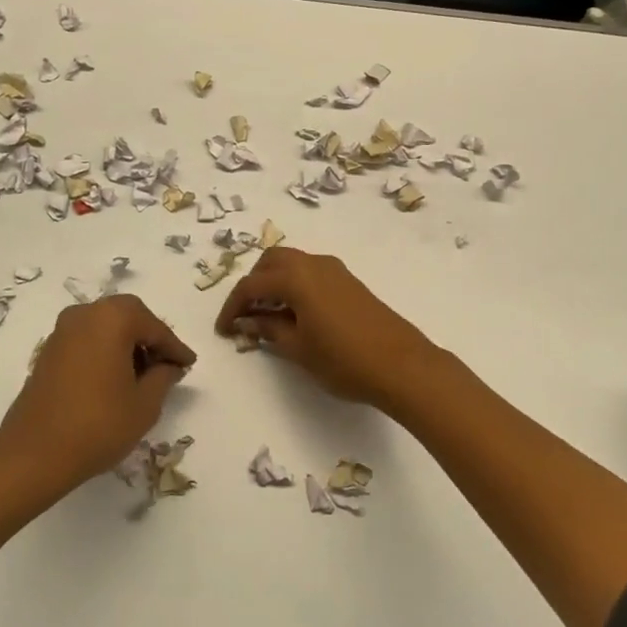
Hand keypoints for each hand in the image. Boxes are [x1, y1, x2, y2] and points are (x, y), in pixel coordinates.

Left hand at [0, 294, 196, 491]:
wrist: (34, 453)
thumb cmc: (98, 425)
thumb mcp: (145, 404)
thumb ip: (164, 377)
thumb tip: (168, 365)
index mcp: (112, 318)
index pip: (154, 327)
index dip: (175, 347)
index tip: (189, 363)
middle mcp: (85, 314)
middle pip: (128, 316)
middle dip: (150, 338)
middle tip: (167, 365)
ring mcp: (62, 331)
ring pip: (105, 326)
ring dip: (126, 344)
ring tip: (143, 376)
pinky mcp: (48, 350)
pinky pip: (87, 339)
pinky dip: (105, 351)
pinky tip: (115, 379)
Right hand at [214, 246, 442, 412]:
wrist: (402, 365)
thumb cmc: (344, 360)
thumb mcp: (298, 349)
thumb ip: (269, 329)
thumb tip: (248, 321)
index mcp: (296, 278)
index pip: (251, 285)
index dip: (232, 306)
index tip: (224, 330)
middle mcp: (313, 264)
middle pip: (271, 261)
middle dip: (253, 284)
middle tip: (245, 314)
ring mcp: (334, 270)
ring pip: (292, 263)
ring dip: (274, 281)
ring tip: (268, 314)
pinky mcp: (348, 281)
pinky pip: (310, 272)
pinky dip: (294, 284)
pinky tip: (295, 313)